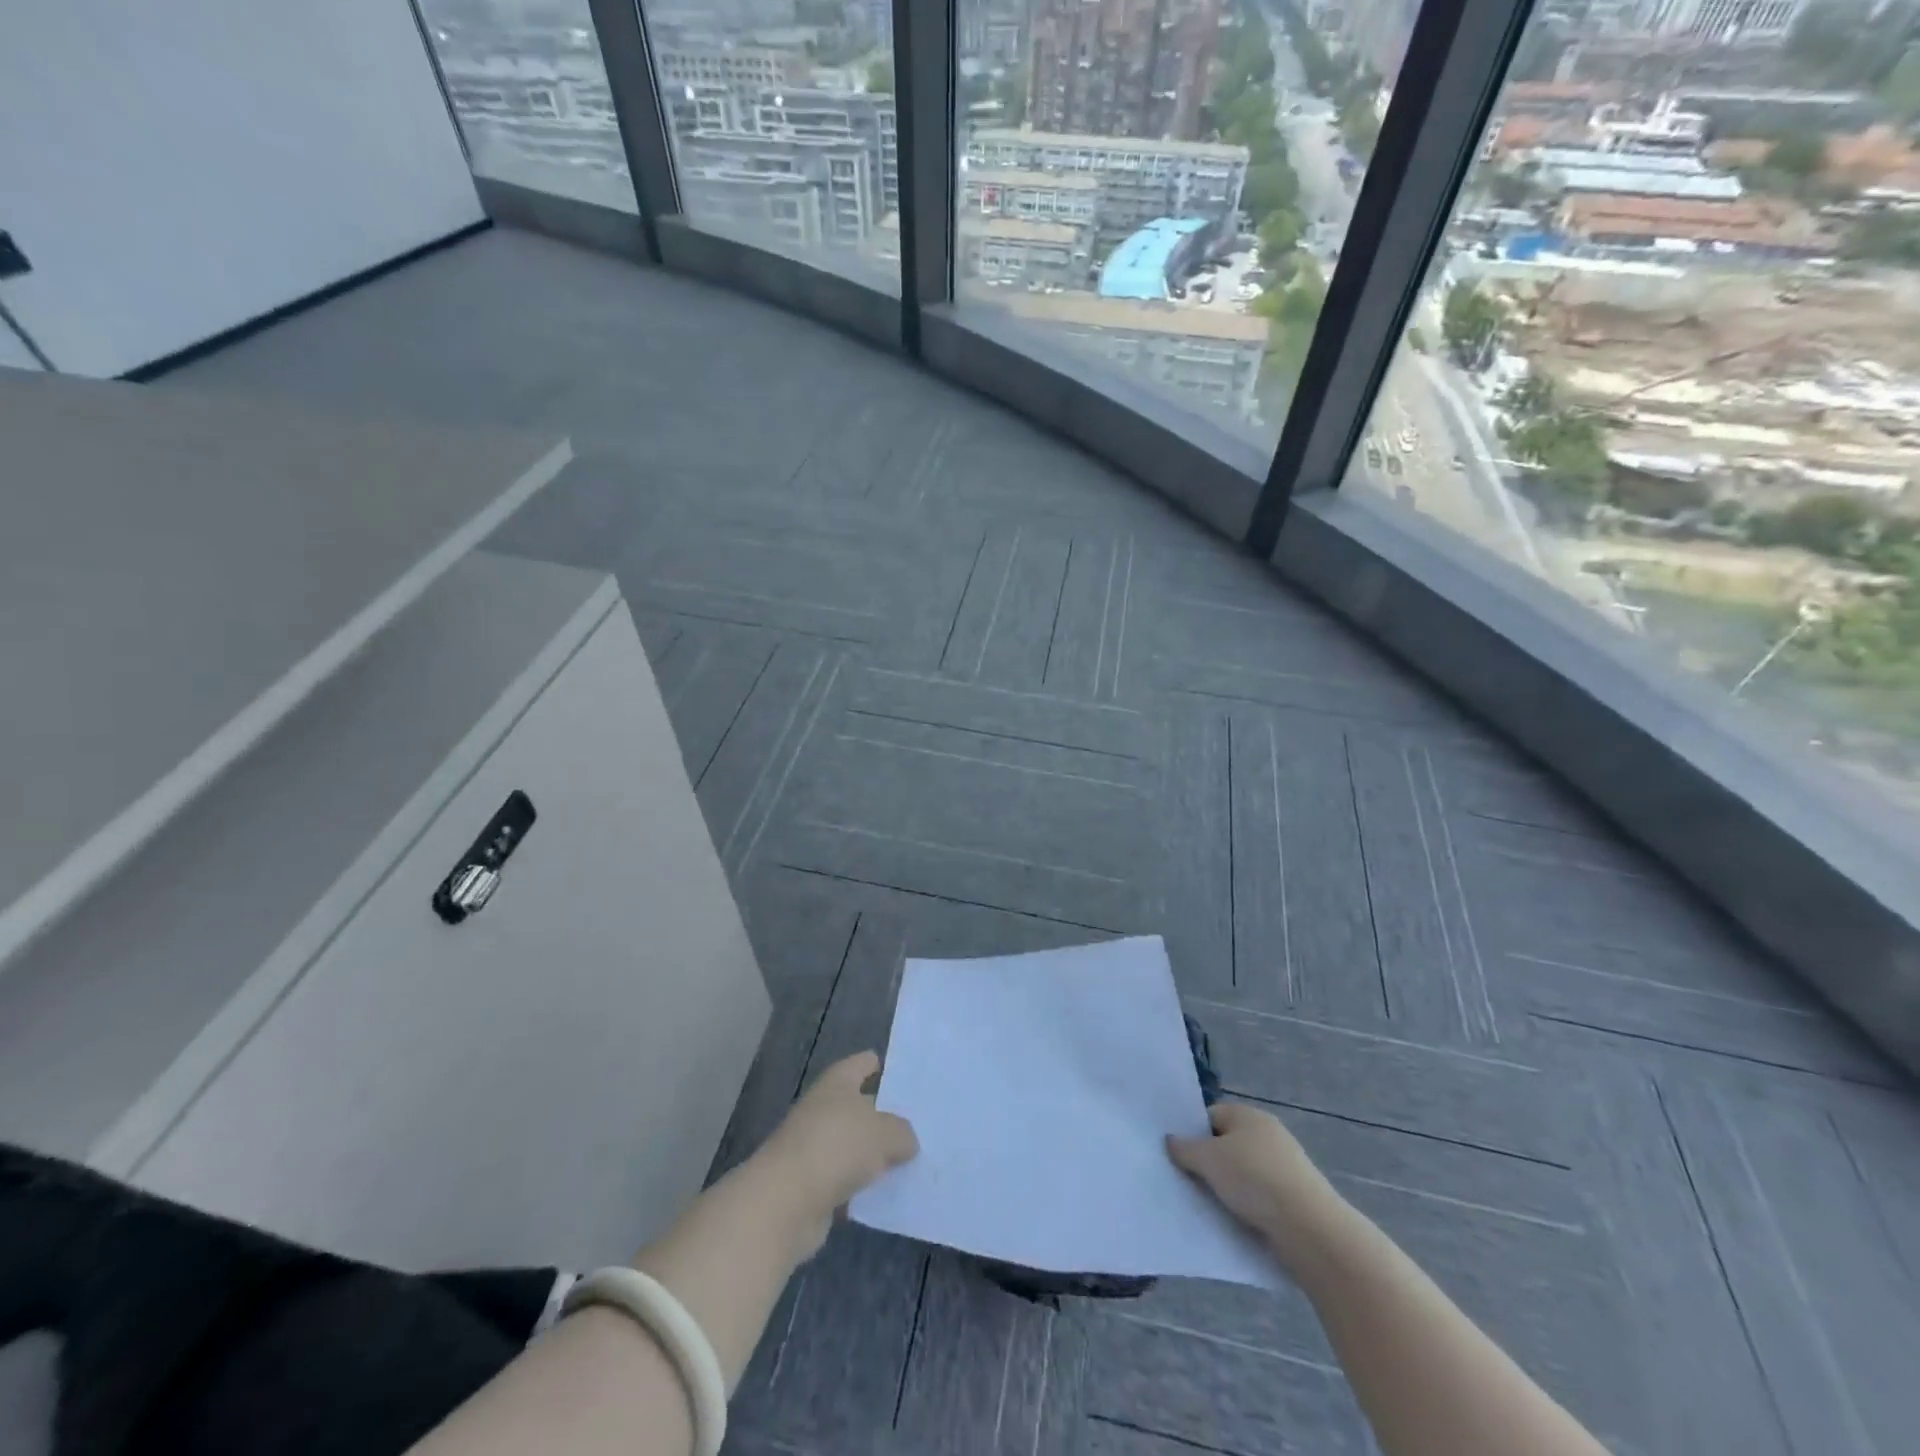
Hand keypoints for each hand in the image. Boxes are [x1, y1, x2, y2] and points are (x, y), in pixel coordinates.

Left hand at [754, 1051, 917, 1257]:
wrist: (785, 1202)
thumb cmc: (836, 1147)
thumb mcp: (884, 1133)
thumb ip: (902, 1132)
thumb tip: (906, 1141)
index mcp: (837, 1082)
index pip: (862, 1064)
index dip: (881, 1066)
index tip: (907, 1077)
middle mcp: (824, 1109)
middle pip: (861, 1106)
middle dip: (887, 1116)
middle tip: (921, 1124)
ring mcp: (815, 1147)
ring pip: (855, 1146)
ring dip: (876, 1155)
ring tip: (913, 1161)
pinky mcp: (813, 1185)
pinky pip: (848, 1180)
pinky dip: (864, 1187)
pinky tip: (890, 1194)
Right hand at [1167, 1102, 1349, 1272]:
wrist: (1310, 1228)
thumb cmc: (1254, 1180)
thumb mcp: (1208, 1159)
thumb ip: (1184, 1148)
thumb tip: (1170, 1140)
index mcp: (1248, 1114)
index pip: (1210, 1116)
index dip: (1192, 1134)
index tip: (1179, 1157)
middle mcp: (1268, 1133)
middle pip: (1227, 1143)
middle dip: (1209, 1162)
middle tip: (1189, 1181)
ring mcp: (1285, 1164)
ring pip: (1243, 1171)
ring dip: (1228, 1186)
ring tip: (1210, 1203)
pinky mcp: (1295, 1195)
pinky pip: (1260, 1194)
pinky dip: (1248, 1204)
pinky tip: (1237, 1218)